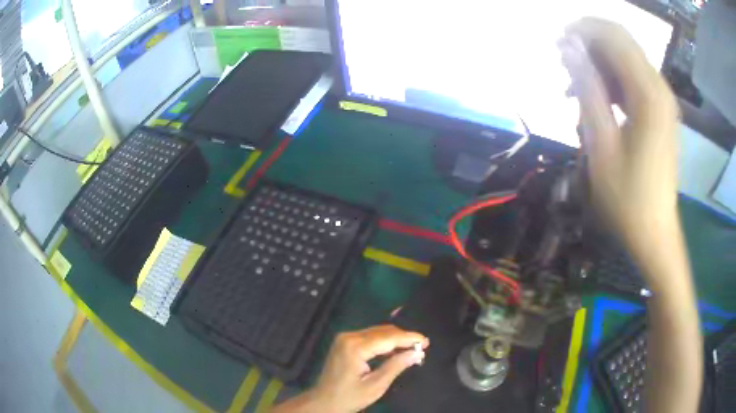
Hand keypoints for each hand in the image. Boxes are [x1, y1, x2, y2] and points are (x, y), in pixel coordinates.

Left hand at [273, 325, 427, 412]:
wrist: (323, 401)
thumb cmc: (349, 397)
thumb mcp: (375, 386)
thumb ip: (395, 366)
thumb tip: (416, 353)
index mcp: (355, 347)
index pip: (388, 337)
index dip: (409, 338)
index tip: (426, 341)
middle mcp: (349, 337)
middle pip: (383, 331)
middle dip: (404, 337)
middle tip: (422, 346)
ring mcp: (345, 338)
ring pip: (377, 332)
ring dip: (395, 339)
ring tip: (413, 348)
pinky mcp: (344, 342)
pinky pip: (369, 337)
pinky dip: (384, 342)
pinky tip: (396, 350)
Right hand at [560, 18, 680, 262]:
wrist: (654, 231)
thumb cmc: (627, 198)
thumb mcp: (602, 144)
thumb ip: (587, 89)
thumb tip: (568, 47)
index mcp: (648, 95)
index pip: (613, 36)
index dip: (582, 30)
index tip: (556, 44)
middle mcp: (659, 88)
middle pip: (621, 40)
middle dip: (589, 42)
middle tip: (564, 63)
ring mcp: (662, 98)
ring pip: (626, 56)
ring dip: (599, 61)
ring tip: (576, 86)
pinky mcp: (661, 109)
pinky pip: (634, 77)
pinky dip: (612, 78)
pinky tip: (598, 98)